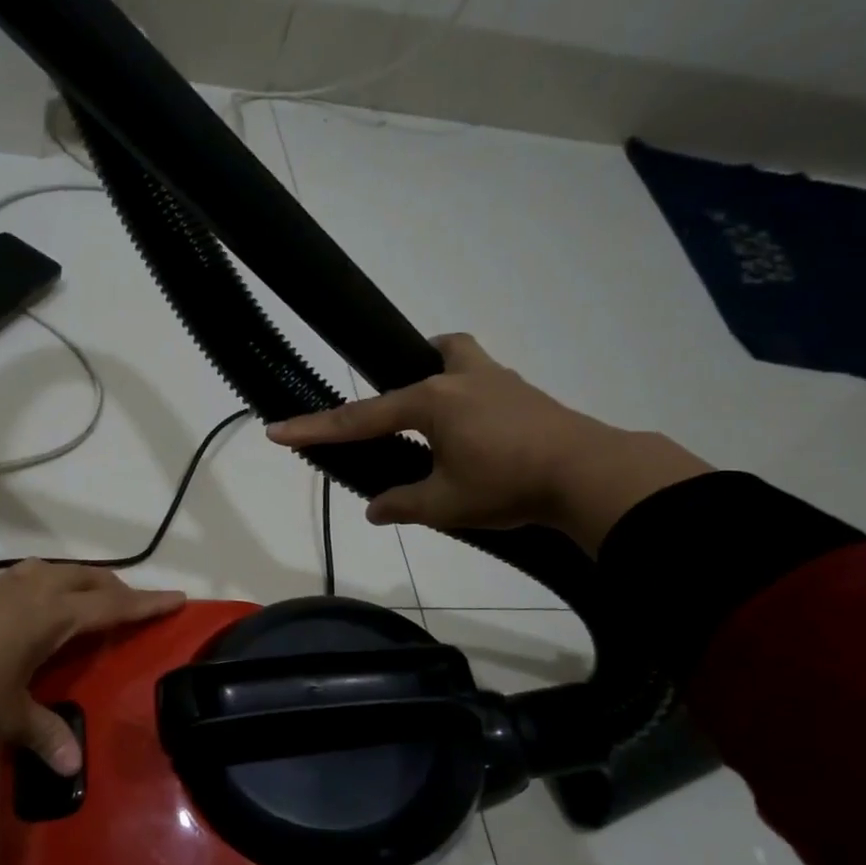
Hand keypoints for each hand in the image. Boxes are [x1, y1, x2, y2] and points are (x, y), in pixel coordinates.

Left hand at [0, 561, 183, 773]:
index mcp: (56, 615)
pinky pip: (34, 577)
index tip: (177, 597)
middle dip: (116, 589)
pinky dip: (53, 584)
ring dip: (82, 581)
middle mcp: (38, 591)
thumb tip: (72, 769)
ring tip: (89, 599)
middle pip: (90, 579)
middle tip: (131, 605)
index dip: (147, 604)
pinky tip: (40, 602)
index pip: (114, 606)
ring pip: (60, 571)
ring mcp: (7, 584)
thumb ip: (44, 736)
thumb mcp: (10, 716)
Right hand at [267, 333, 709, 551]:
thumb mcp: (444, 504)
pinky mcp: (525, 394)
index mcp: (431, 401)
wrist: (589, 474)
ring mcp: (499, 381)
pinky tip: (474, 434)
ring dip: (441, 375)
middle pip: (425, 356)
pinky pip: (484, 380)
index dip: (316, 428)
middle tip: (396, 408)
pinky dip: (469, 399)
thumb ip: (402, 504)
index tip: (276, 430)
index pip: (360, 418)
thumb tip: (374, 508)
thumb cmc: (507, 484)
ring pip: (460, 358)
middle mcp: (461, 379)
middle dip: (402, 372)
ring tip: (436, 418)